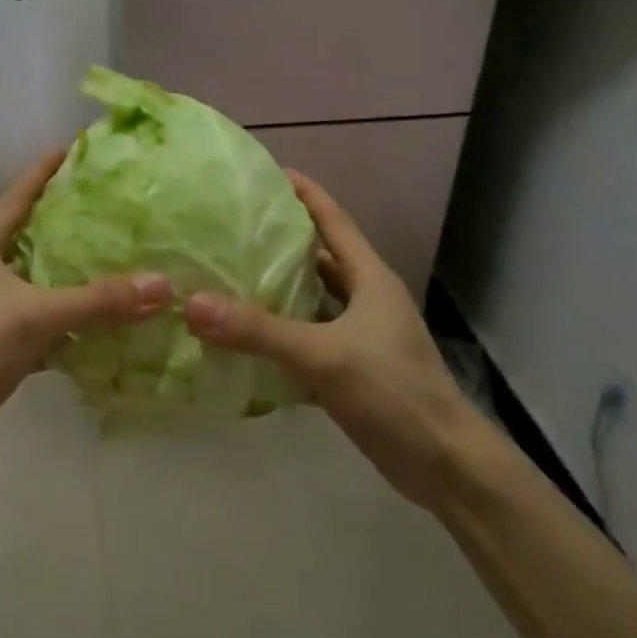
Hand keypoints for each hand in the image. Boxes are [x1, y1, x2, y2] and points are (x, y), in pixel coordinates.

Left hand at [0, 150, 169, 473]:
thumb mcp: (37, 317)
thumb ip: (99, 301)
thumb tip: (161, 284)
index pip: (17, 198)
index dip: (43, 172)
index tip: (71, 149)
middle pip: (29, 236)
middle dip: (66, 222)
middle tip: (110, 206)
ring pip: (36, 281)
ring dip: (70, 274)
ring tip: (114, 257)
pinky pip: (39, 321)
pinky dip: (66, 321)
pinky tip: (100, 322)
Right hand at [183, 171, 487, 510]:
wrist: (443, 464)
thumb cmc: (393, 392)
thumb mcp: (324, 355)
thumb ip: (259, 330)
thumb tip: (193, 304)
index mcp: (370, 279)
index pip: (334, 221)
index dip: (305, 194)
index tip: (269, 172)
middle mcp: (366, 300)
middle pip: (320, 257)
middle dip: (281, 240)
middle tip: (233, 225)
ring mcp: (360, 336)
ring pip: (311, 300)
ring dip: (277, 288)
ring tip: (229, 273)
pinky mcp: (350, 370)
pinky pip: (306, 339)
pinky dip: (278, 334)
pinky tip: (242, 336)